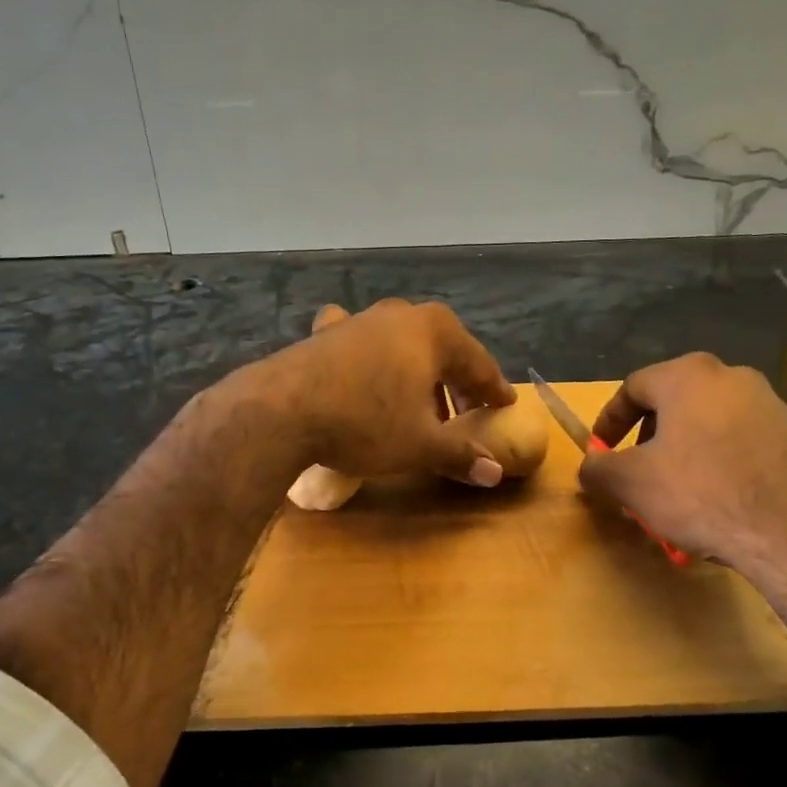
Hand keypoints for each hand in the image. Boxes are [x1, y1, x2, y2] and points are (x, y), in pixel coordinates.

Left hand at [256, 298, 516, 484]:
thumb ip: (460, 454)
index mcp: (435, 332)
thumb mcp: (420, 445)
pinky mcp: (326, 333)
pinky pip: (361, 343)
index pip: (478, 364)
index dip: (493, 389)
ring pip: (402, 345)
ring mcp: (360, 319)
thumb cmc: (365, 423)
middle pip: (442, 350)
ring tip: (418, 405)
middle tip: (465, 413)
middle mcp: (401, 315)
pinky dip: (371, 357)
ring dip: (416, 373)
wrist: (282, 410)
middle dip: (455, 382)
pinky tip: (363, 370)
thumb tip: (495, 472)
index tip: (505, 405)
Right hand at [578, 353, 786, 581]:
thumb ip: (598, 468)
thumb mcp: (630, 483)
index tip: (600, 452)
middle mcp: (731, 375)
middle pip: (671, 403)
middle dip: (646, 439)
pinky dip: (715, 461)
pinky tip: (712, 498)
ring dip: (680, 451)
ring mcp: (768, 403)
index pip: (632, 388)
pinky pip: (737, 440)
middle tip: (635, 472)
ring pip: (705, 422)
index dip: (609, 421)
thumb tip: (591, 465)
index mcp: (688, 375)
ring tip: (672, 491)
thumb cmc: (700, 494)